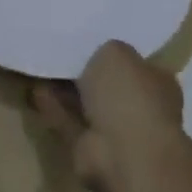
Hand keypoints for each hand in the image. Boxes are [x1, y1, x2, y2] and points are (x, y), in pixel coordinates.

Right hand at [32, 41, 186, 191]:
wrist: (123, 153)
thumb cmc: (129, 95)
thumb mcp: (116, 52)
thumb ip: (105, 49)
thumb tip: (97, 57)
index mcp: (156, 82)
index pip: (134, 63)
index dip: (109, 51)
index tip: (84, 39)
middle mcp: (140, 107)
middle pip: (107, 85)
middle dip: (83, 72)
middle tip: (57, 52)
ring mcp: (116, 132)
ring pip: (85, 105)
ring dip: (64, 90)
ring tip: (40, 68)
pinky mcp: (90, 149)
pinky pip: (68, 122)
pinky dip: (53, 108)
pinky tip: (34, 90)